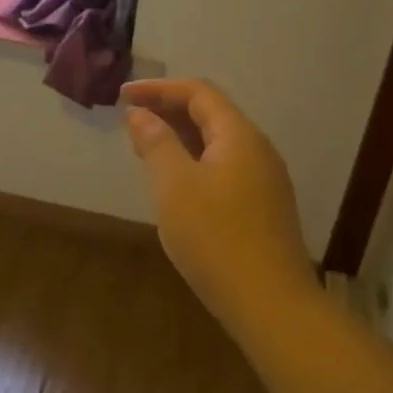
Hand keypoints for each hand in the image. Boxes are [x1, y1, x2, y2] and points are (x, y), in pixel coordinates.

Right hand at [122, 78, 317, 329]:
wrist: (270, 303)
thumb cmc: (216, 239)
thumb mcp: (175, 187)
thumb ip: (157, 144)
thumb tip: (140, 114)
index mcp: (239, 136)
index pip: (199, 92)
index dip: (158, 89)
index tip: (122, 96)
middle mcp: (258, 150)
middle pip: (211, 115)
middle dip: (168, 112)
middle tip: (130, 123)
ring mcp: (265, 180)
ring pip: (218, 144)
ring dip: (180, 139)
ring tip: (146, 150)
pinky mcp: (264, 207)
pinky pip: (224, 168)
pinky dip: (195, 163)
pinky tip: (176, 186)